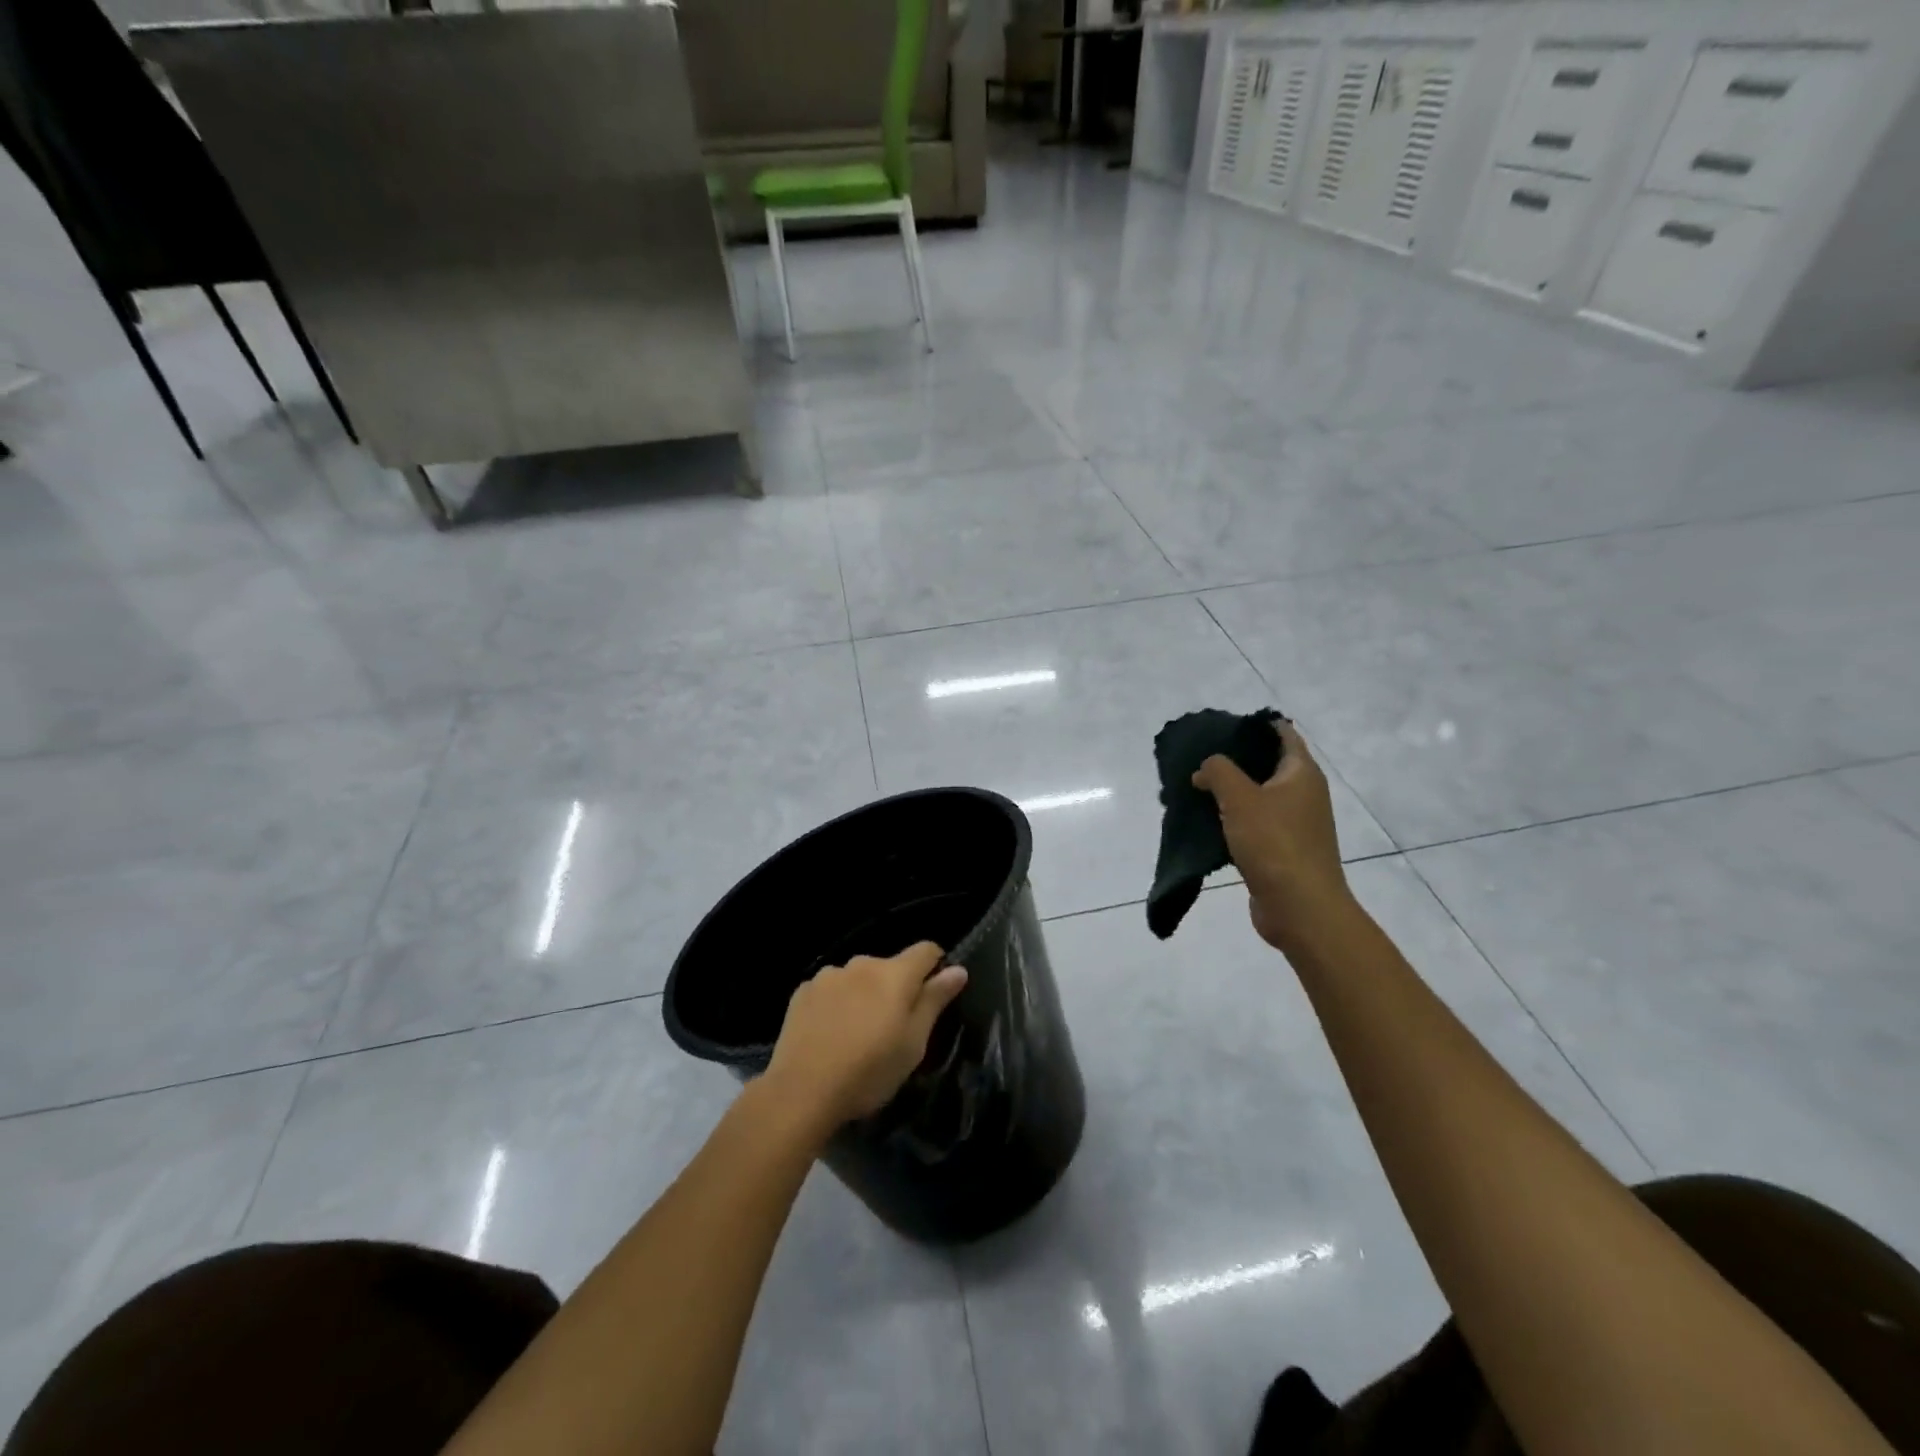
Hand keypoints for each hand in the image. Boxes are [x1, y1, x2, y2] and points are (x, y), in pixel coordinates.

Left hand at [765, 942, 968, 1127]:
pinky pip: (831, 990)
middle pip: (890, 967)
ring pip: (858, 978)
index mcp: (894, 974)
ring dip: (864, 995)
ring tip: (857, 1033)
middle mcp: (862, 964)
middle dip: (896, 988)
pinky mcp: (802, 991)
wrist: (801, 1091)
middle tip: (892, 1029)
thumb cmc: (869, 1071)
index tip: (933, 996)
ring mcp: (829, 975)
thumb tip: (958, 969)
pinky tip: (829, 1034)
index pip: (926, 950)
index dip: (935, 967)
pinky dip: (836, 1004)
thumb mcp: (913, 1043)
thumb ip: (935, 1001)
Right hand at [1193, 719, 1354, 955]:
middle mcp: (1304, 794)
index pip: (1282, 733)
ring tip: (1195, 790)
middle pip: (1268, 764)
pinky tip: (1207, 823)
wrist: (1300, 908)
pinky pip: (1255, 824)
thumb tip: (1205, 769)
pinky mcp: (1283, 850)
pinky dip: (1233, 820)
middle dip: (1234, 760)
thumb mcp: (1239, 798)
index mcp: (1301, 773)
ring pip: (1258, 796)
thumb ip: (1218, 771)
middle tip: (1198, 759)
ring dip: (1230, 793)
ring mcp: (1296, 824)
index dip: (1253, 725)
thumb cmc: (1274, 843)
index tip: (1220, 727)